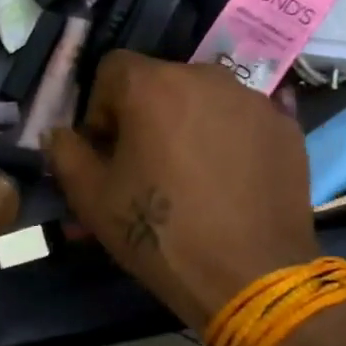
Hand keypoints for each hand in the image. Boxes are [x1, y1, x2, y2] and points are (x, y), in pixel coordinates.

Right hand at [45, 52, 318, 332]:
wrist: (251, 277)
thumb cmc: (159, 233)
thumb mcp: (91, 198)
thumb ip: (65, 153)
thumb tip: (60, 133)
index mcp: (151, 85)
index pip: (112, 68)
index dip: (100, 107)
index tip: (107, 150)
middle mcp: (204, 76)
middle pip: (159, 81)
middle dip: (145, 114)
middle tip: (146, 164)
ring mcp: (251, 99)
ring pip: (202, 97)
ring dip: (187, 122)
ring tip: (191, 172)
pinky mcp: (285, 126)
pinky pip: (241, 118)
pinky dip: (228, 136)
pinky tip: (229, 179)